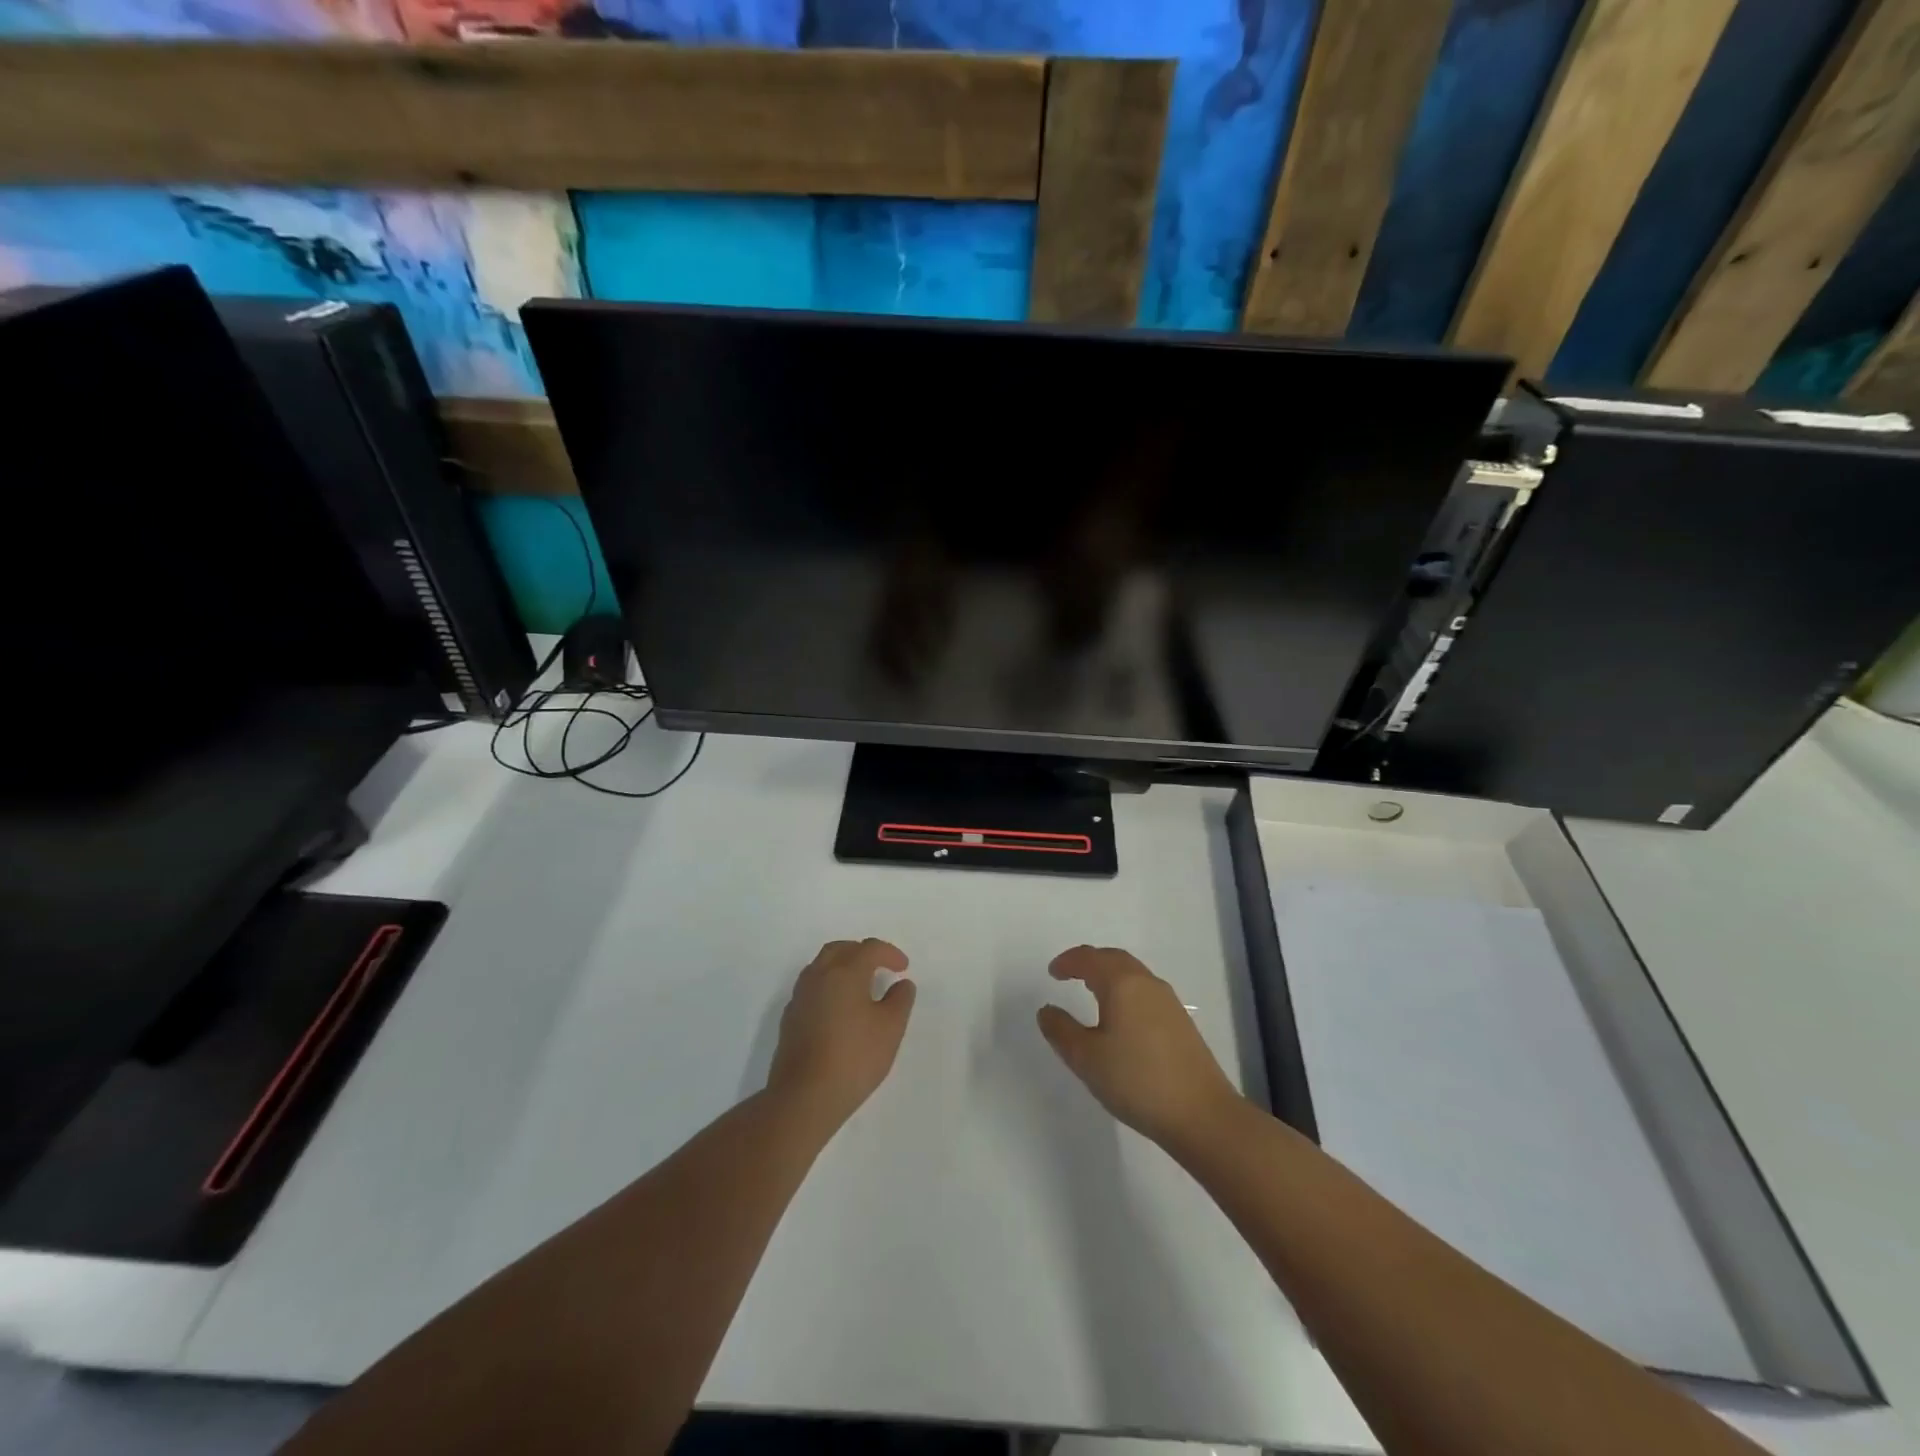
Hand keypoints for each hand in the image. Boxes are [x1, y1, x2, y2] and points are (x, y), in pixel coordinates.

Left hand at [767, 939, 915, 1130]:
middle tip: (880, 967)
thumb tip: (901, 984)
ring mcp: (800, 997)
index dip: (889, 953)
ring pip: (821, 966)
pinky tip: (838, 1010)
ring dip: (842, 967)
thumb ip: (900, 1000)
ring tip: (860, 986)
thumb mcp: (890, 1029)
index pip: (869, 948)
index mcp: (845, 972)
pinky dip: (828, 986)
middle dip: (862, 952)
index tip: (903, 968)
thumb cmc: (854, 1058)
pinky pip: (811, 988)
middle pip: (840, 949)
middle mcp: (818, 976)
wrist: (804, 1097)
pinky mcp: (790, 1018)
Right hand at [1037, 946, 1241, 1149]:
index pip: (1090, 959)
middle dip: (1090, 962)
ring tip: (1092, 992)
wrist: (1202, 1114)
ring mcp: (1168, 1002)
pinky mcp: (1181, 1023)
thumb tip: (1047, 1010)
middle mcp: (1147, 984)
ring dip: (1110, 976)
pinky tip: (1121, 1018)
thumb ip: (1061, 1031)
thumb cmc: (1137, 1080)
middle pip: (1114, 959)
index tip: (1053, 972)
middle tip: (1070, 974)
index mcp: (1122, 984)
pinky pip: (1145, 992)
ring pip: (1133, 975)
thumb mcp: (1087, 1059)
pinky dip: (1126, 992)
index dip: (1068, 961)